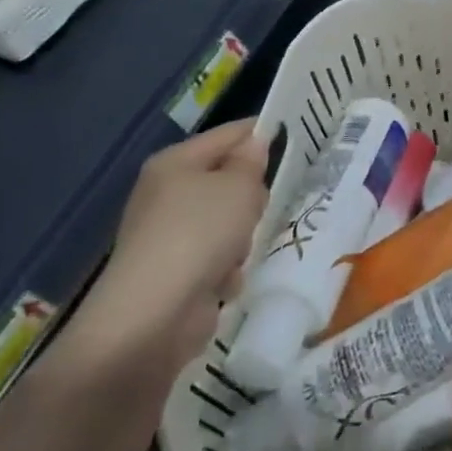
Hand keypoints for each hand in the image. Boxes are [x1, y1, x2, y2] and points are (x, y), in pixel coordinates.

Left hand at [65, 119, 272, 380]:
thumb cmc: (199, 235)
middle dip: (250, 197)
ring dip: (241, 239)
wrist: (152, 317)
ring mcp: (168, 235)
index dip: (262, 135)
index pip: (229, 134)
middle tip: (259, 208)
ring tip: (237, 253)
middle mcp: (166, 194)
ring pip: (228, 222)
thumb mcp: (238, 188)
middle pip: (228, 180)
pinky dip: (226, 270)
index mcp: (174, 163)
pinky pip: (217, 258)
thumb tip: (254, 145)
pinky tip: (223, 283)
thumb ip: (251, 162)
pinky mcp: (174, 272)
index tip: (299, 141)